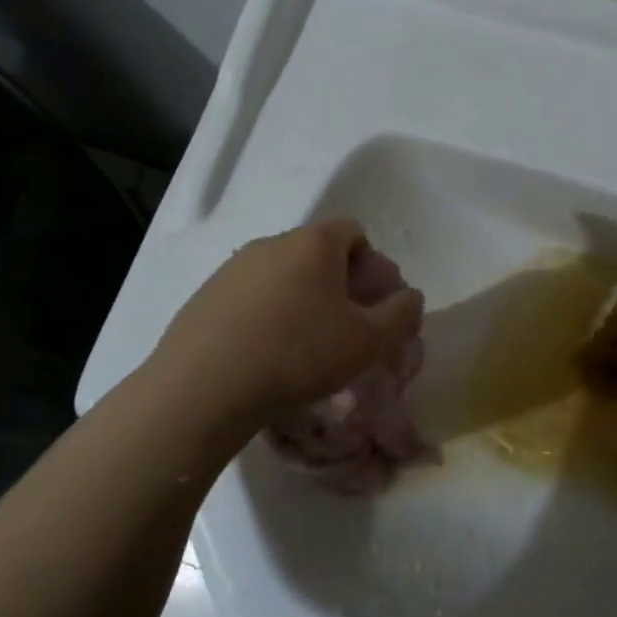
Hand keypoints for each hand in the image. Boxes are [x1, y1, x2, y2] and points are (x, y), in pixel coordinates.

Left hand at [151, 219, 423, 423]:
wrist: (207, 384)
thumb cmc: (300, 353)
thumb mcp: (367, 341)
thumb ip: (399, 314)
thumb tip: (410, 296)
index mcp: (313, 243)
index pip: (354, 232)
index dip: (372, 265)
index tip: (373, 304)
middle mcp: (271, 243)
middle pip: (317, 253)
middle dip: (338, 285)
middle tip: (345, 328)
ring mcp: (233, 268)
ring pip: (282, 276)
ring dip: (301, 301)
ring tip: (304, 347)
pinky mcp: (206, 295)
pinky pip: (250, 297)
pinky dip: (266, 316)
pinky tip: (265, 354)